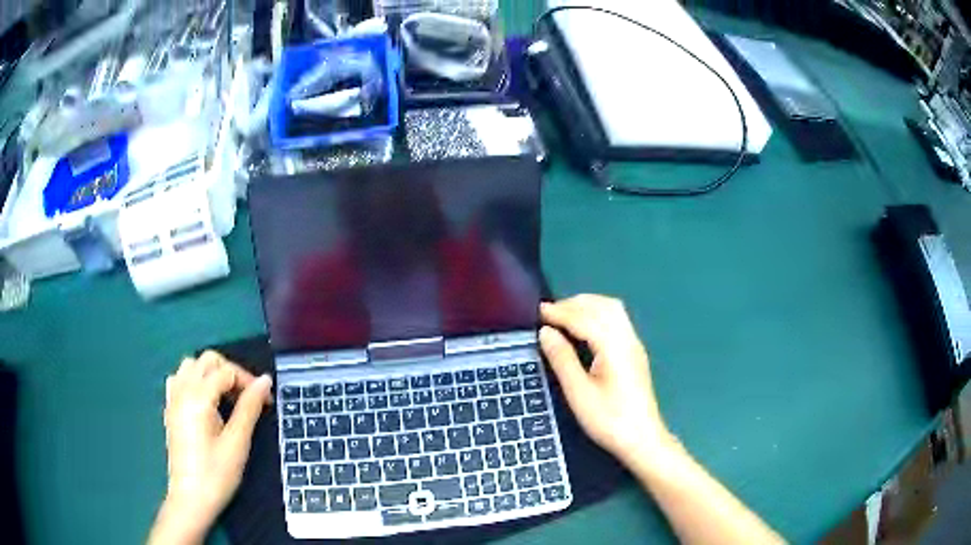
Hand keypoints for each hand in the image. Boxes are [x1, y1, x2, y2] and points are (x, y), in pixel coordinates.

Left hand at [154, 351, 271, 542]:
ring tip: (227, 398)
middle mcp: (182, 390)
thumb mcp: (237, 442)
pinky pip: (179, 379)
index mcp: (198, 396)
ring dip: (211, 373)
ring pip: (191, 366)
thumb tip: (265, 380)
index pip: (226, 371)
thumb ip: (249, 407)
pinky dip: (194, 381)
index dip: (249, 381)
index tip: (266, 401)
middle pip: (207, 360)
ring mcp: (173, 399)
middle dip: (230, 372)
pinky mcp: (170, 410)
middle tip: (248, 397)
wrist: (190, 498)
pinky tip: (205, 402)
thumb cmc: (216, 473)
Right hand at [540, 295, 675, 466]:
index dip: (561, 312)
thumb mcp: (578, 393)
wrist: (642, 438)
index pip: (585, 318)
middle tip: (549, 313)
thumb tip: (545, 332)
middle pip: (602, 306)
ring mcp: (634, 344)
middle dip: (575, 304)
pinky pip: (617, 320)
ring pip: (613, 310)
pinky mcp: (635, 352)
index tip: (538, 312)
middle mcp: (627, 338)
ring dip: (588, 306)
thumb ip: (562, 358)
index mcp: (613, 346)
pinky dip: (598, 314)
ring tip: (564, 316)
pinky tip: (585, 327)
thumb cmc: (608, 419)